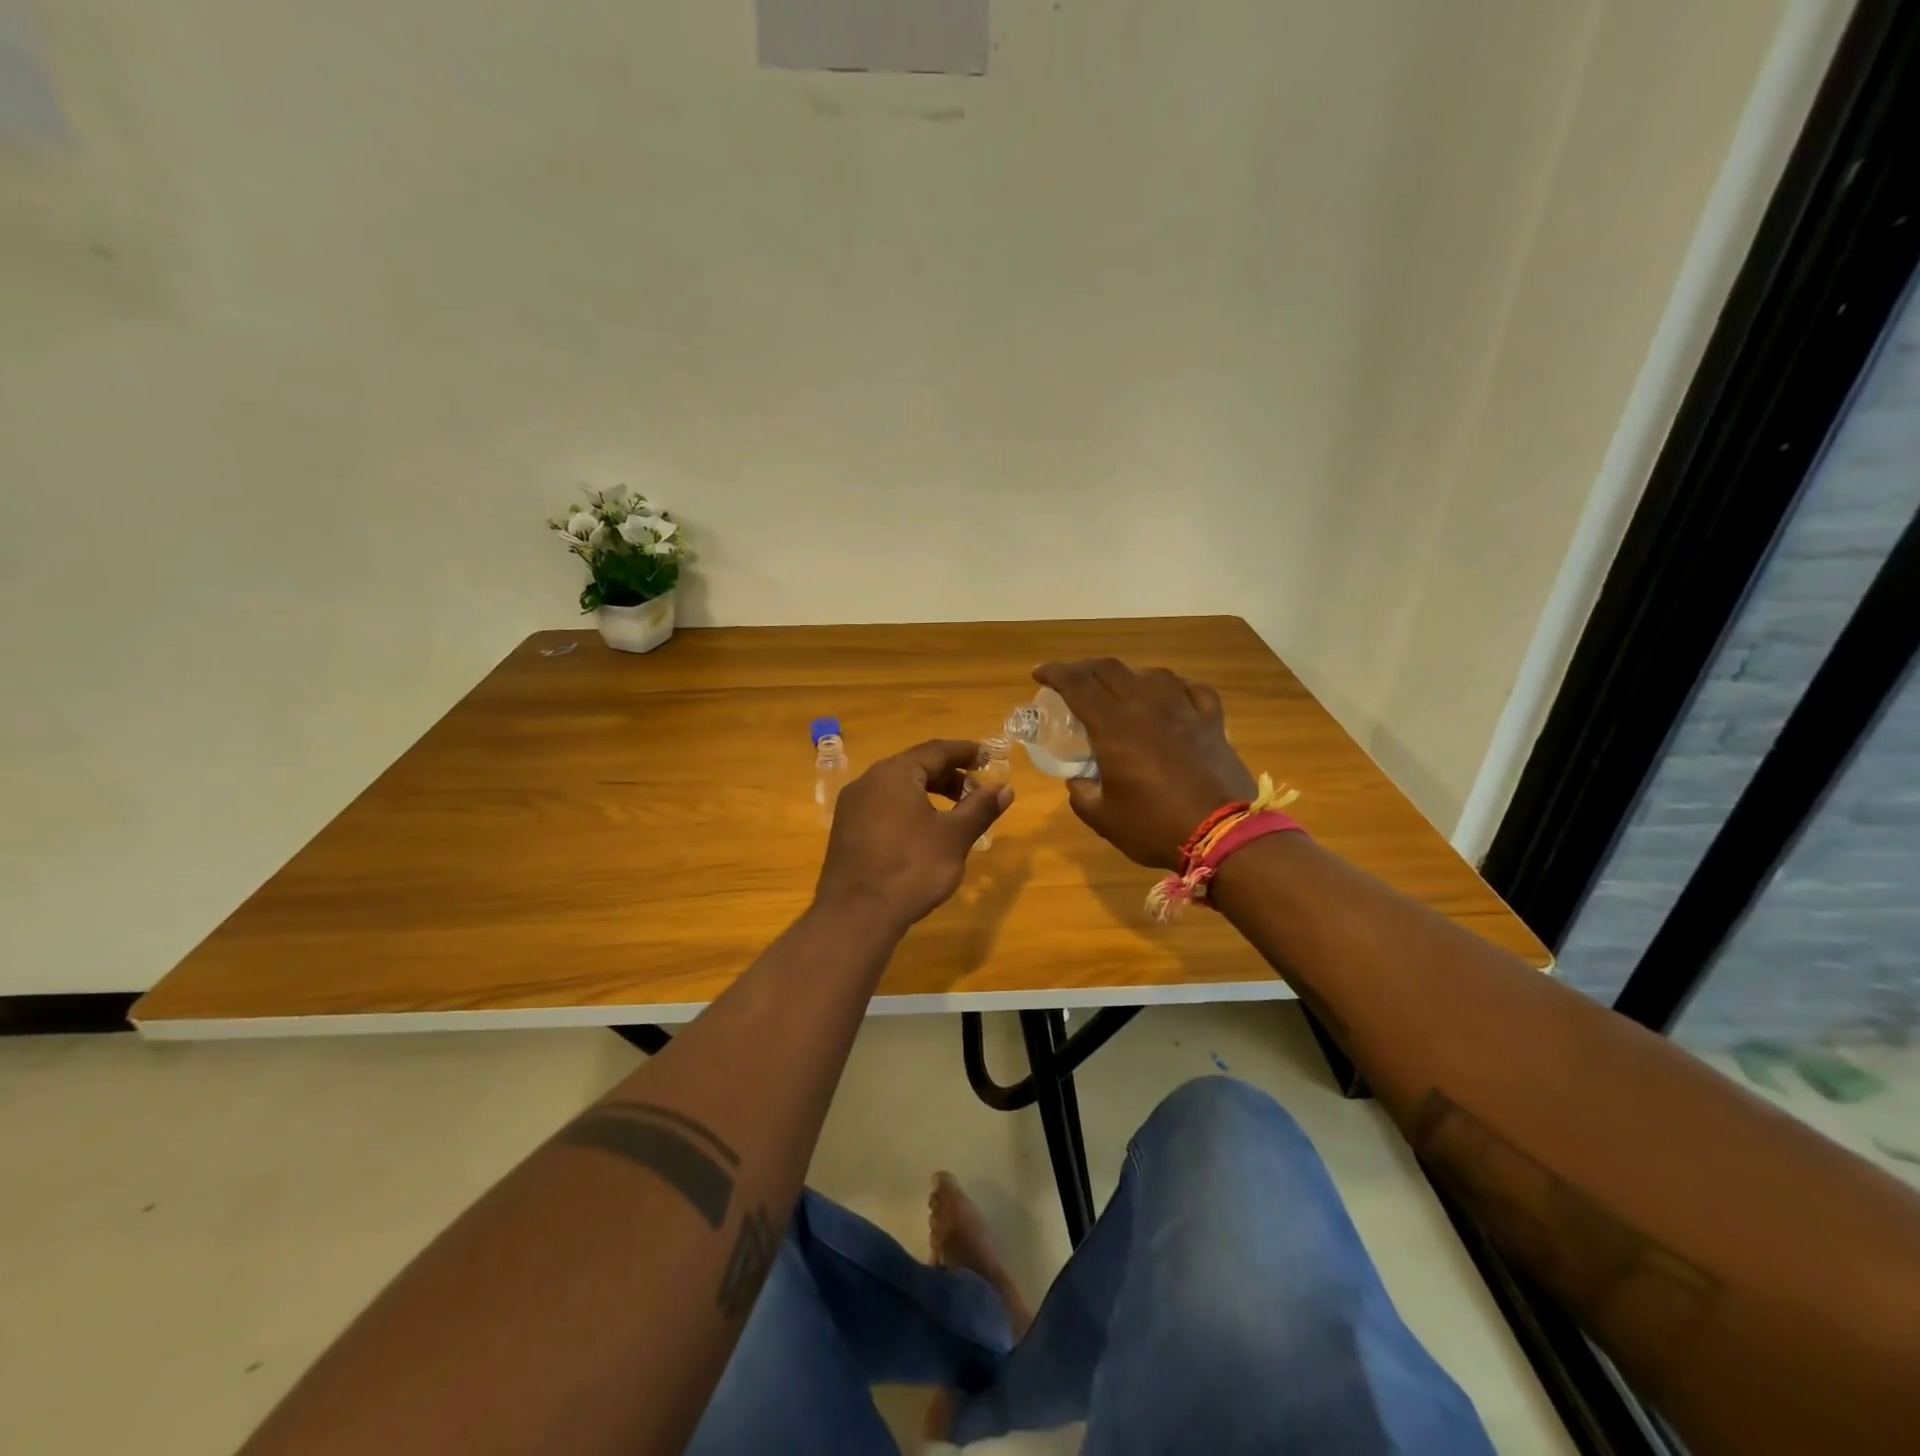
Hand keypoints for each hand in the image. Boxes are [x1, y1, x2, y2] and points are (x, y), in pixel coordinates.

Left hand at [814, 740, 1013, 932]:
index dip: (965, 752)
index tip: (987, 756)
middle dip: (948, 775)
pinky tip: (923, 832)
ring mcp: (852, 806)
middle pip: (914, 767)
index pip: (936, 751)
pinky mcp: (845, 830)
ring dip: (928, 793)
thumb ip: (980, 808)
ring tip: (954, 813)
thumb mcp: (954, 837)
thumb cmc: (912, 868)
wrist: (857, 914)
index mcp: (894, 773)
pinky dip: (908, 809)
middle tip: (976, 790)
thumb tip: (1005, 788)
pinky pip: (883, 807)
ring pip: (897, 788)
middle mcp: (868, 781)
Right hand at [1033, 659, 1255, 869]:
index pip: (1077, 683)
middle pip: (1110, 669)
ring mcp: (1184, 710)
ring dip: (1127, 676)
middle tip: (1072, 681)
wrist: (1223, 835)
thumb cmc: (1154, 826)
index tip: (1039, 673)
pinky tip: (1172, 697)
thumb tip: (1078, 781)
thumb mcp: (1103, 818)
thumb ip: (1082, 794)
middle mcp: (1146, 706)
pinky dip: (1175, 688)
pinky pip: (1192, 690)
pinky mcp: (1212, 721)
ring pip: (1151, 674)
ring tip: (1120, 690)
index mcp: (1113, 726)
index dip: (1054, 672)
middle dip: (1084, 668)